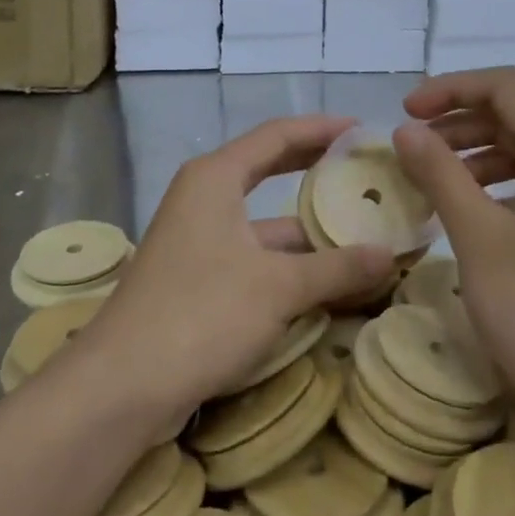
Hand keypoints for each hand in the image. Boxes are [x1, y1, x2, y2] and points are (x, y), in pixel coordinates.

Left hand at [75, 116, 395, 433]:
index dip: (322, 129)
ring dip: (311, 232)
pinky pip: (256, 259)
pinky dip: (291, 266)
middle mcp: (204, 199)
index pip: (277, 135)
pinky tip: (331, 282)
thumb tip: (390, 255)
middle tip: (366, 174)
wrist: (124, 385)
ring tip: (365, 235)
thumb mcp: (278, 287)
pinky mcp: (199, 280)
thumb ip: (337, 268)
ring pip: (266, 225)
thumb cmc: (201, 314)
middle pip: (269, 172)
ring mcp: (199, 241)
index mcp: (215, 178)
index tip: (363, 131)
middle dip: (317, 172)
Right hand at [391, 68, 514, 430]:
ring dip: (472, 153)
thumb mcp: (479, 236)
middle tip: (411, 147)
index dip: (450, 89)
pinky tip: (463, 213)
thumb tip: (406, 130)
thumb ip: (440, 174)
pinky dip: (492, 185)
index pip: (505, 87)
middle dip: (458, 120)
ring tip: (428, 179)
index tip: (404, 114)